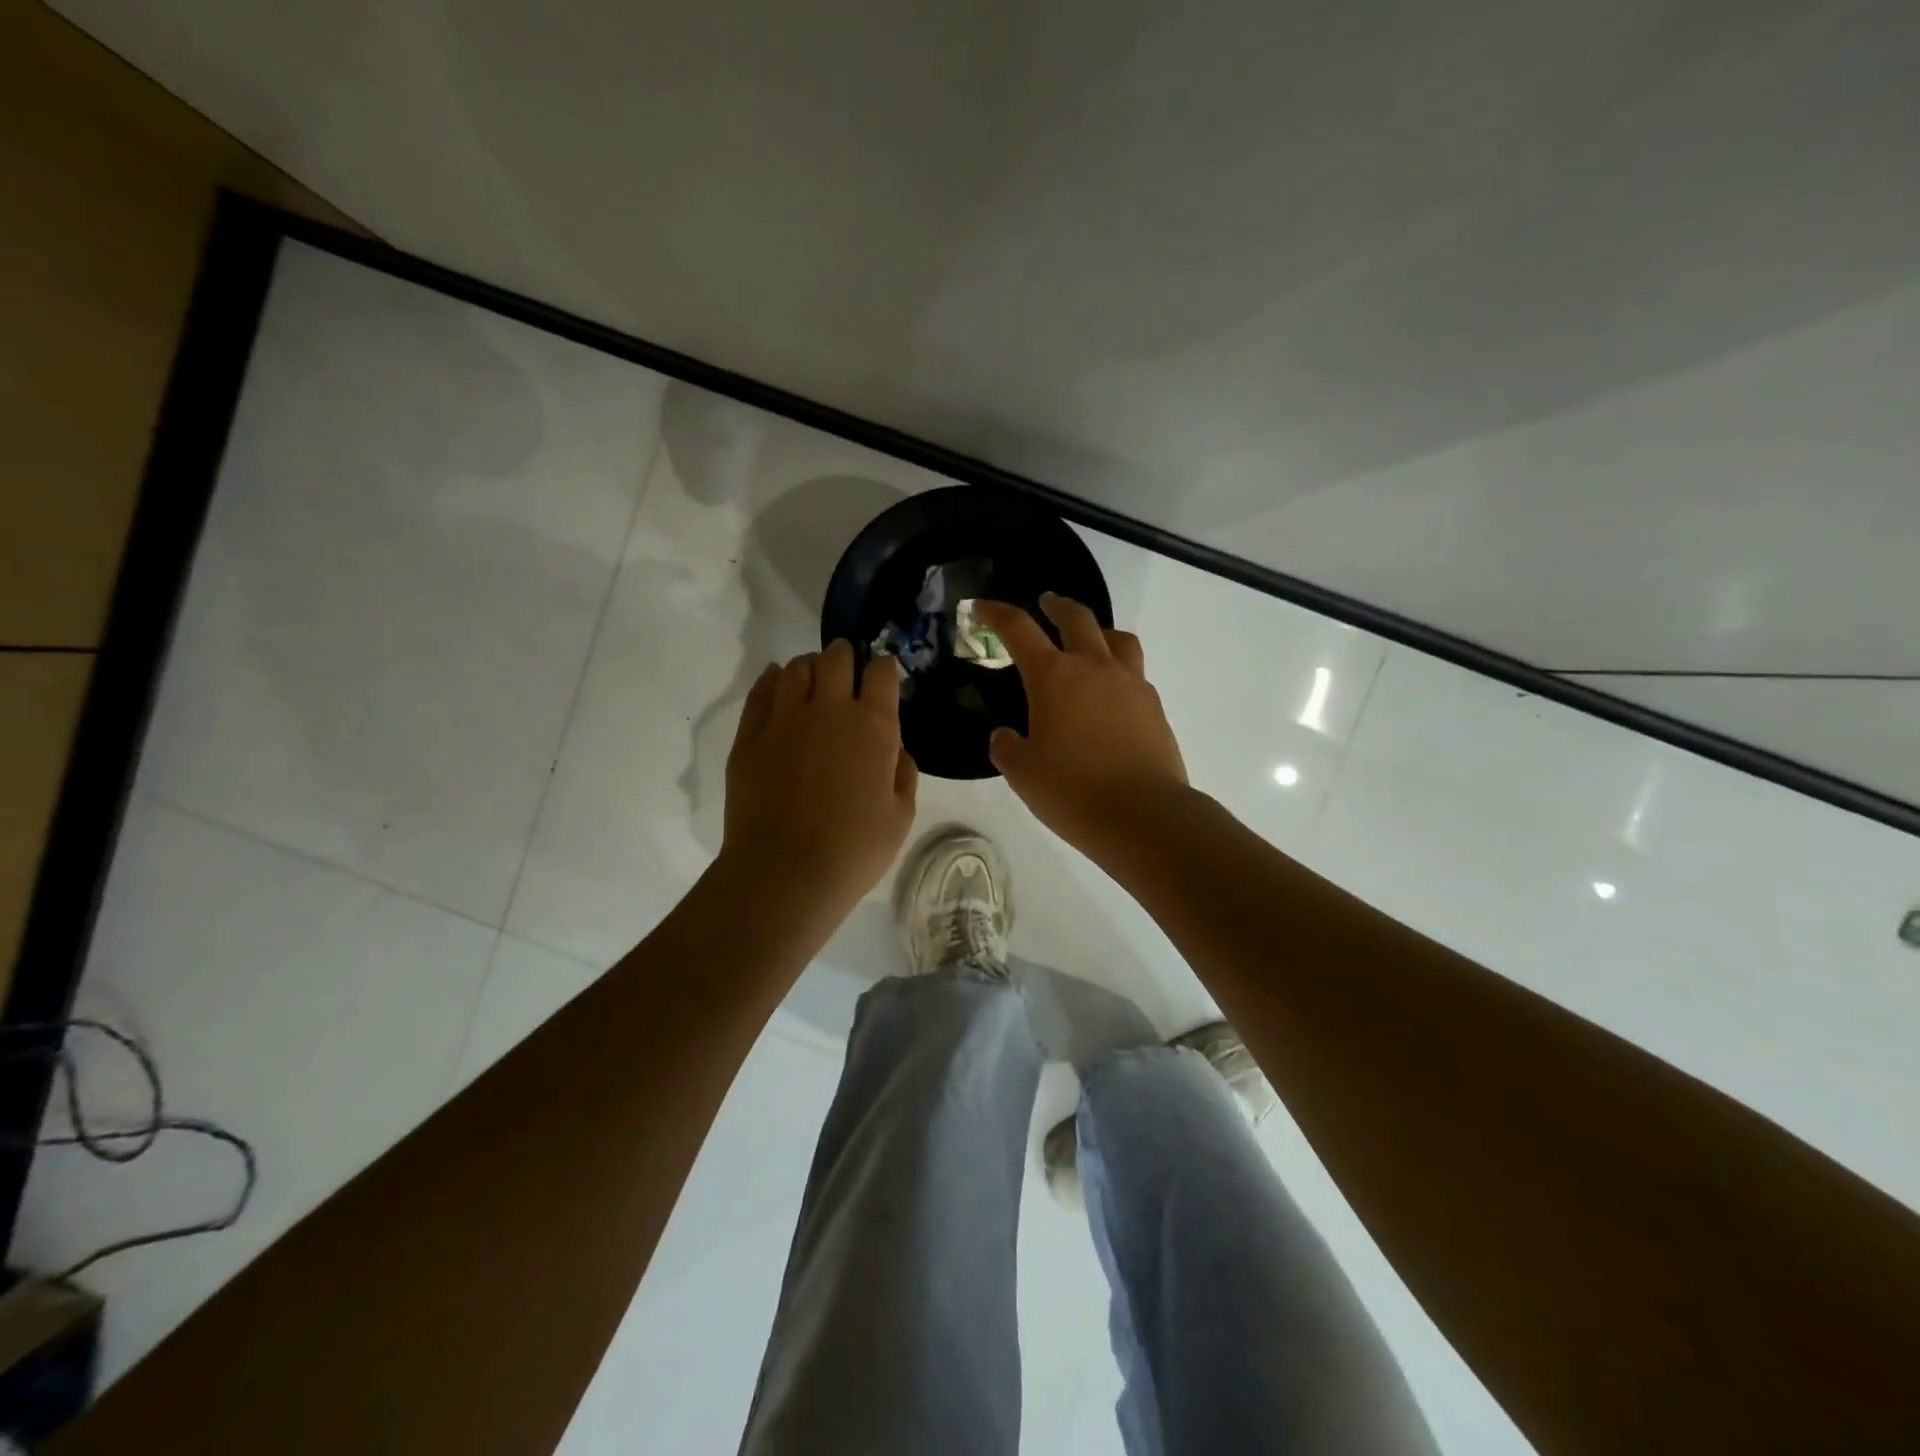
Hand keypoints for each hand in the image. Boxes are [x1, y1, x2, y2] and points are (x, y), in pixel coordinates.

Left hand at [721, 639, 918, 913]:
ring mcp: (784, 718)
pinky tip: (778, 682)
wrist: (785, 872)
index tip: (883, 675)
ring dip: (811, 666)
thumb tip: (894, 750)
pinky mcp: (750, 735)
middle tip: (847, 668)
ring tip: (814, 678)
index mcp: (873, 726)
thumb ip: (902, 773)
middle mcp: (829, 709)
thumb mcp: (901, 816)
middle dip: (845, 656)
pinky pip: (761, 691)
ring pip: (797, 668)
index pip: (882, 672)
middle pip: (836, 658)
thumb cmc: (854, 850)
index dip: (884, 668)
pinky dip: (773, 679)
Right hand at [975, 595, 1187, 859]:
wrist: (1143, 815)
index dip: (995, 613)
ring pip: (1117, 638)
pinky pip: (1135, 672)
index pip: (1018, 629)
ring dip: (1097, 630)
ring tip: (1089, 641)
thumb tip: (1005, 736)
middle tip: (1045, 604)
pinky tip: (1110, 693)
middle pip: (1076, 617)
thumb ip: (1007, 747)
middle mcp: (1094, 667)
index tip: (980, 607)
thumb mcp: (1023, 773)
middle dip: (1056, 606)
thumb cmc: (1073, 791)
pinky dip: (1118, 668)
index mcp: (1054, 677)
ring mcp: (1131, 683)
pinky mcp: (1154, 706)